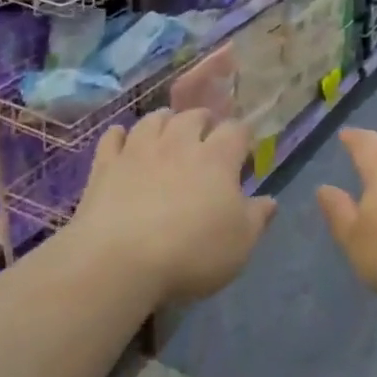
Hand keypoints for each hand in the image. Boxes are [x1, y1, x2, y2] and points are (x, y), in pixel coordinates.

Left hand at [69, 109, 275, 304]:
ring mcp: (138, 150)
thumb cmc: (191, 253)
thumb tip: (270, 200)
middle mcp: (178, 143)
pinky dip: (120, 135)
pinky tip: (123, 140)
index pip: (237, 130)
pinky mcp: (105, 165)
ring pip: (154, 119)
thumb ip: (257, 218)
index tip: (245, 150)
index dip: (243, 136)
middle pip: (194, 115)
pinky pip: (113, 137)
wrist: (119, 261)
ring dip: (165, 121)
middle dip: (205, 121)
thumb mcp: (239, 244)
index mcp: (216, 158)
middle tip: (207, 136)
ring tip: (169, 132)